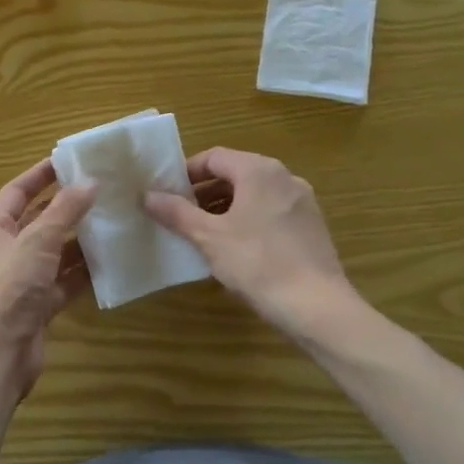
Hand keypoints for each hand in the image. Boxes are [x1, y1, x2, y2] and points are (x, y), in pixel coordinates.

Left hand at [0, 158, 94, 399]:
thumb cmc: (10, 288)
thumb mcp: (37, 241)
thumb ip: (64, 211)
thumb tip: (90, 182)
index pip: (17, 192)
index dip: (40, 175)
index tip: (69, 161)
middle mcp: (6, 251)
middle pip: (38, 221)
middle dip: (66, 207)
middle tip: (101, 190)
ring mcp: (23, 280)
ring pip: (55, 252)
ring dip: (79, 239)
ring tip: (113, 222)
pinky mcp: (39, 305)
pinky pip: (64, 281)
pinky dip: (83, 272)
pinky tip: (111, 261)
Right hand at [144, 147, 361, 337]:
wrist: (316, 306)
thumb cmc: (257, 262)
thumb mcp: (208, 237)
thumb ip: (176, 212)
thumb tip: (147, 195)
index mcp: (259, 171)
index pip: (214, 157)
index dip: (186, 173)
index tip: (167, 194)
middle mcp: (284, 177)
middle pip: (235, 173)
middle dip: (204, 192)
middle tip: (180, 216)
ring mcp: (302, 202)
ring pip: (254, 194)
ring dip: (225, 207)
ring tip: (203, 234)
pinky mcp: (311, 226)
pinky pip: (271, 211)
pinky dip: (248, 220)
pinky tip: (235, 248)